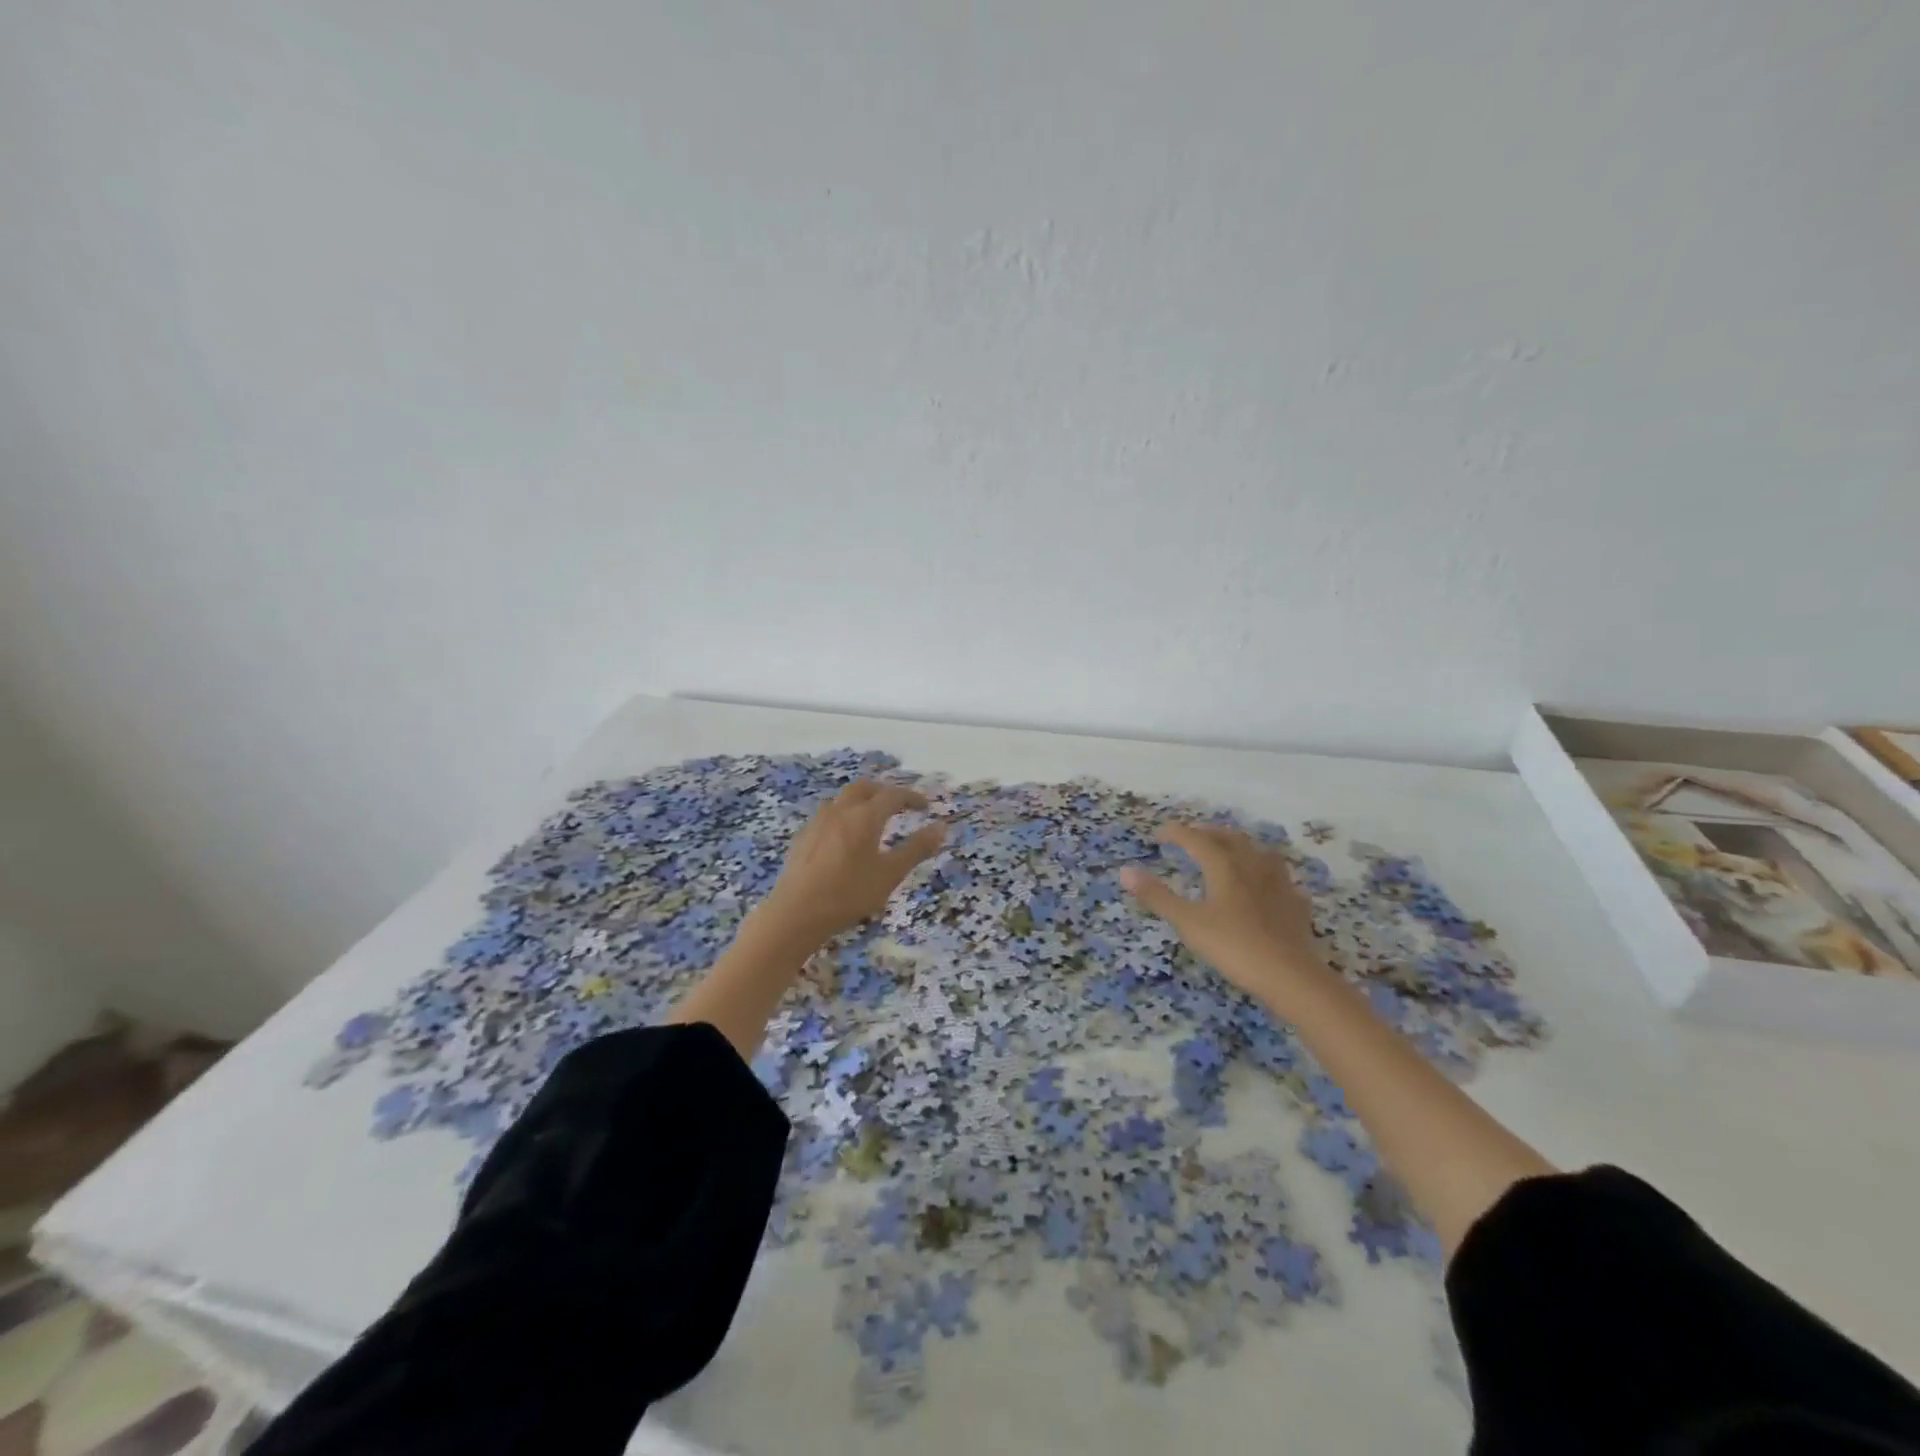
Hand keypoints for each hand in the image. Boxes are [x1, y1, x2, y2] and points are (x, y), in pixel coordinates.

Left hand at [751, 781, 947, 948]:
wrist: (795, 913)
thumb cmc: (849, 893)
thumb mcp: (890, 874)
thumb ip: (917, 848)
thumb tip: (942, 826)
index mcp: (865, 816)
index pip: (893, 795)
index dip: (912, 797)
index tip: (926, 806)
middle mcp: (840, 811)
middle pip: (864, 788)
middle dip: (884, 792)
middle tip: (898, 805)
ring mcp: (817, 823)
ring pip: (842, 799)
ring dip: (861, 801)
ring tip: (872, 820)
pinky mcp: (802, 838)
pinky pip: (827, 816)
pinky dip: (843, 816)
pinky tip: (844, 839)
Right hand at [1120, 824, 1329, 1008]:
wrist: (1291, 976)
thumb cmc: (1234, 947)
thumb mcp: (1188, 923)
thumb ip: (1157, 896)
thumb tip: (1125, 871)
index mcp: (1225, 867)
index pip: (1198, 840)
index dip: (1177, 833)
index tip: (1159, 833)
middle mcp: (1253, 867)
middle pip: (1231, 839)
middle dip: (1209, 833)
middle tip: (1193, 835)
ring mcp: (1279, 885)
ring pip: (1259, 853)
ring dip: (1241, 846)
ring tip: (1231, 851)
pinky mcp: (1297, 905)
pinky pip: (1281, 880)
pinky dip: (1267, 875)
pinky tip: (1267, 886)